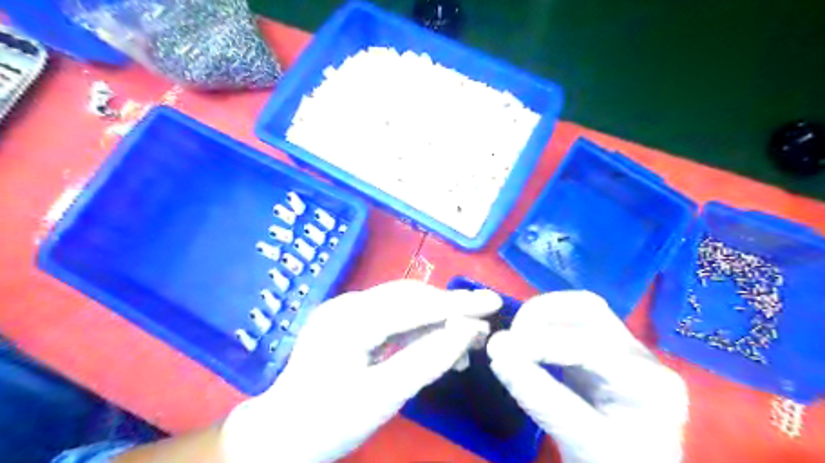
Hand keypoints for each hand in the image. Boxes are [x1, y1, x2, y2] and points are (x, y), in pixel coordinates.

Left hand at [221, 279, 501, 462]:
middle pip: (409, 298)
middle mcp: (347, 304)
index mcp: (350, 321)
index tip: (493, 302)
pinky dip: (416, 328)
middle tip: (482, 329)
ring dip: (435, 320)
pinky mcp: (348, 321)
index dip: (457, 304)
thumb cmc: (328, 422)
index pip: (413, 305)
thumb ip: (428, 360)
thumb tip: (468, 331)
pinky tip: (434, 343)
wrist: (279, 437)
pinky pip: (390, 317)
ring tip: (464, 341)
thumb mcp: (383, 397)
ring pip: (402, 305)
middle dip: (449, 310)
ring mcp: (345, 310)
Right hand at [484, 293, 687, 461]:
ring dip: (540, 317)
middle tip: (510, 341)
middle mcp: (642, 356)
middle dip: (541, 317)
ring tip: (516, 340)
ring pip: (578, 308)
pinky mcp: (604, 347)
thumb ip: (540, 398)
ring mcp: (625, 347)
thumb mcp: (583, 444)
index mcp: (652, 385)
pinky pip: (572, 321)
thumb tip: (496, 352)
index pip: (592, 347)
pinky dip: (544, 326)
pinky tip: (528, 344)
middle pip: (588, 310)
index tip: (498, 351)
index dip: (541, 344)